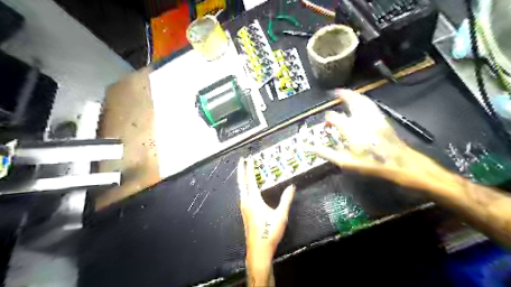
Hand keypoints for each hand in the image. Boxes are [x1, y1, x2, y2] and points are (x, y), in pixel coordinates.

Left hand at [238, 157, 295, 272]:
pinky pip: (242, 193)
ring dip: (242, 177)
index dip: (250, 168)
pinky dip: (244, 185)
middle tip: (241, 160)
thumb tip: (291, 186)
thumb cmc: (270, 232)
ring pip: (241, 188)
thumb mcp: (281, 216)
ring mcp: (244, 207)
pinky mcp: (244, 212)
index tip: (249, 158)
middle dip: (241, 169)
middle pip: (242, 182)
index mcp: (254, 200)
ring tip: (244, 169)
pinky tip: (247, 187)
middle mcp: (246, 201)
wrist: (258, 250)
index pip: (251, 180)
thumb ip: (286, 200)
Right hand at [316, 88, 454, 193]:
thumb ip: (329, 154)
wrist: (403, 164)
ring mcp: (375, 118)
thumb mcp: (348, 163)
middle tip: (335, 92)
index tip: (325, 122)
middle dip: (343, 95)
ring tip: (345, 93)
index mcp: (353, 130)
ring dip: (353, 95)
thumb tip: (313, 148)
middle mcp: (363, 119)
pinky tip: (361, 102)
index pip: (335, 118)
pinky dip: (363, 100)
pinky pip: (371, 105)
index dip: (328, 119)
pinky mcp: (383, 120)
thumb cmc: (373, 165)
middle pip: (352, 101)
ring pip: (363, 101)